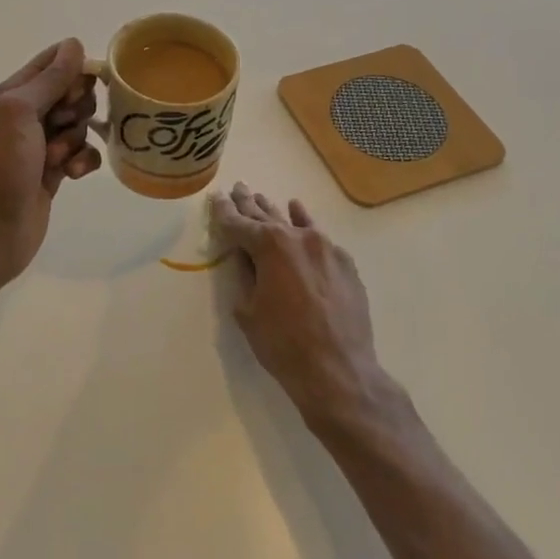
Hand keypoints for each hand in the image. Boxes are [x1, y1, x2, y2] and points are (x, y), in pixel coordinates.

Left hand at [0, 39, 101, 282]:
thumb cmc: (4, 164)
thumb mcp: (21, 111)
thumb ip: (49, 78)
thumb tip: (74, 44)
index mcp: (14, 94)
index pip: (53, 63)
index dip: (73, 72)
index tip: (76, 91)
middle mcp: (28, 115)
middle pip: (73, 94)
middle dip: (77, 109)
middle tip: (61, 126)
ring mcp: (43, 144)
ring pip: (81, 125)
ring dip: (76, 140)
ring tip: (58, 159)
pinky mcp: (57, 171)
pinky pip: (84, 154)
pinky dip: (82, 162)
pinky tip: (72, 175)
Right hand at [210, 182, 392, 431]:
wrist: (338, 369)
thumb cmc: (283, 344)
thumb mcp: (248, 311)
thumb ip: (245, 276)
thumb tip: (244, 258)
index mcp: (269, 246)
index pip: (238, 224)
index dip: (224, 213)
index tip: (216, 198)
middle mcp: (298, 237)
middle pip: (266, 217)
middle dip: (249, 205)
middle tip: (238, 189)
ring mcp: (325, 247)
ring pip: (293, 223)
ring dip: (274, 211)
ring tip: (260, 197)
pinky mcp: (344, 263)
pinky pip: (318, 236)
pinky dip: (305, 223)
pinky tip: (297, 211)